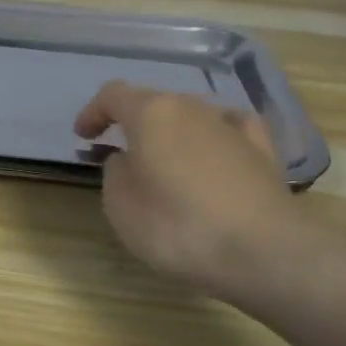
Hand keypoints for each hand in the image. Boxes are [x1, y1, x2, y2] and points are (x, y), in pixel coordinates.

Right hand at [75, 81, 293, 297]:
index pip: (112, 95)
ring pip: (192, 116)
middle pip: (154, 103)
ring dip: (173, 133)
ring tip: (166, 161)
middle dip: (134, 124)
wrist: (261, 249)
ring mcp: (230, 124)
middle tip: (121, 152)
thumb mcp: (120, 206)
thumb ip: (115, 173)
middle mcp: (191, 107)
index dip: (93, 112)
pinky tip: (216, 149)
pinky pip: (230, 129)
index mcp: (151, 113)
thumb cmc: (177, 226)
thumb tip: (128, 159)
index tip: (83, 135)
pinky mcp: (262, 148)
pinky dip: (215, 136)